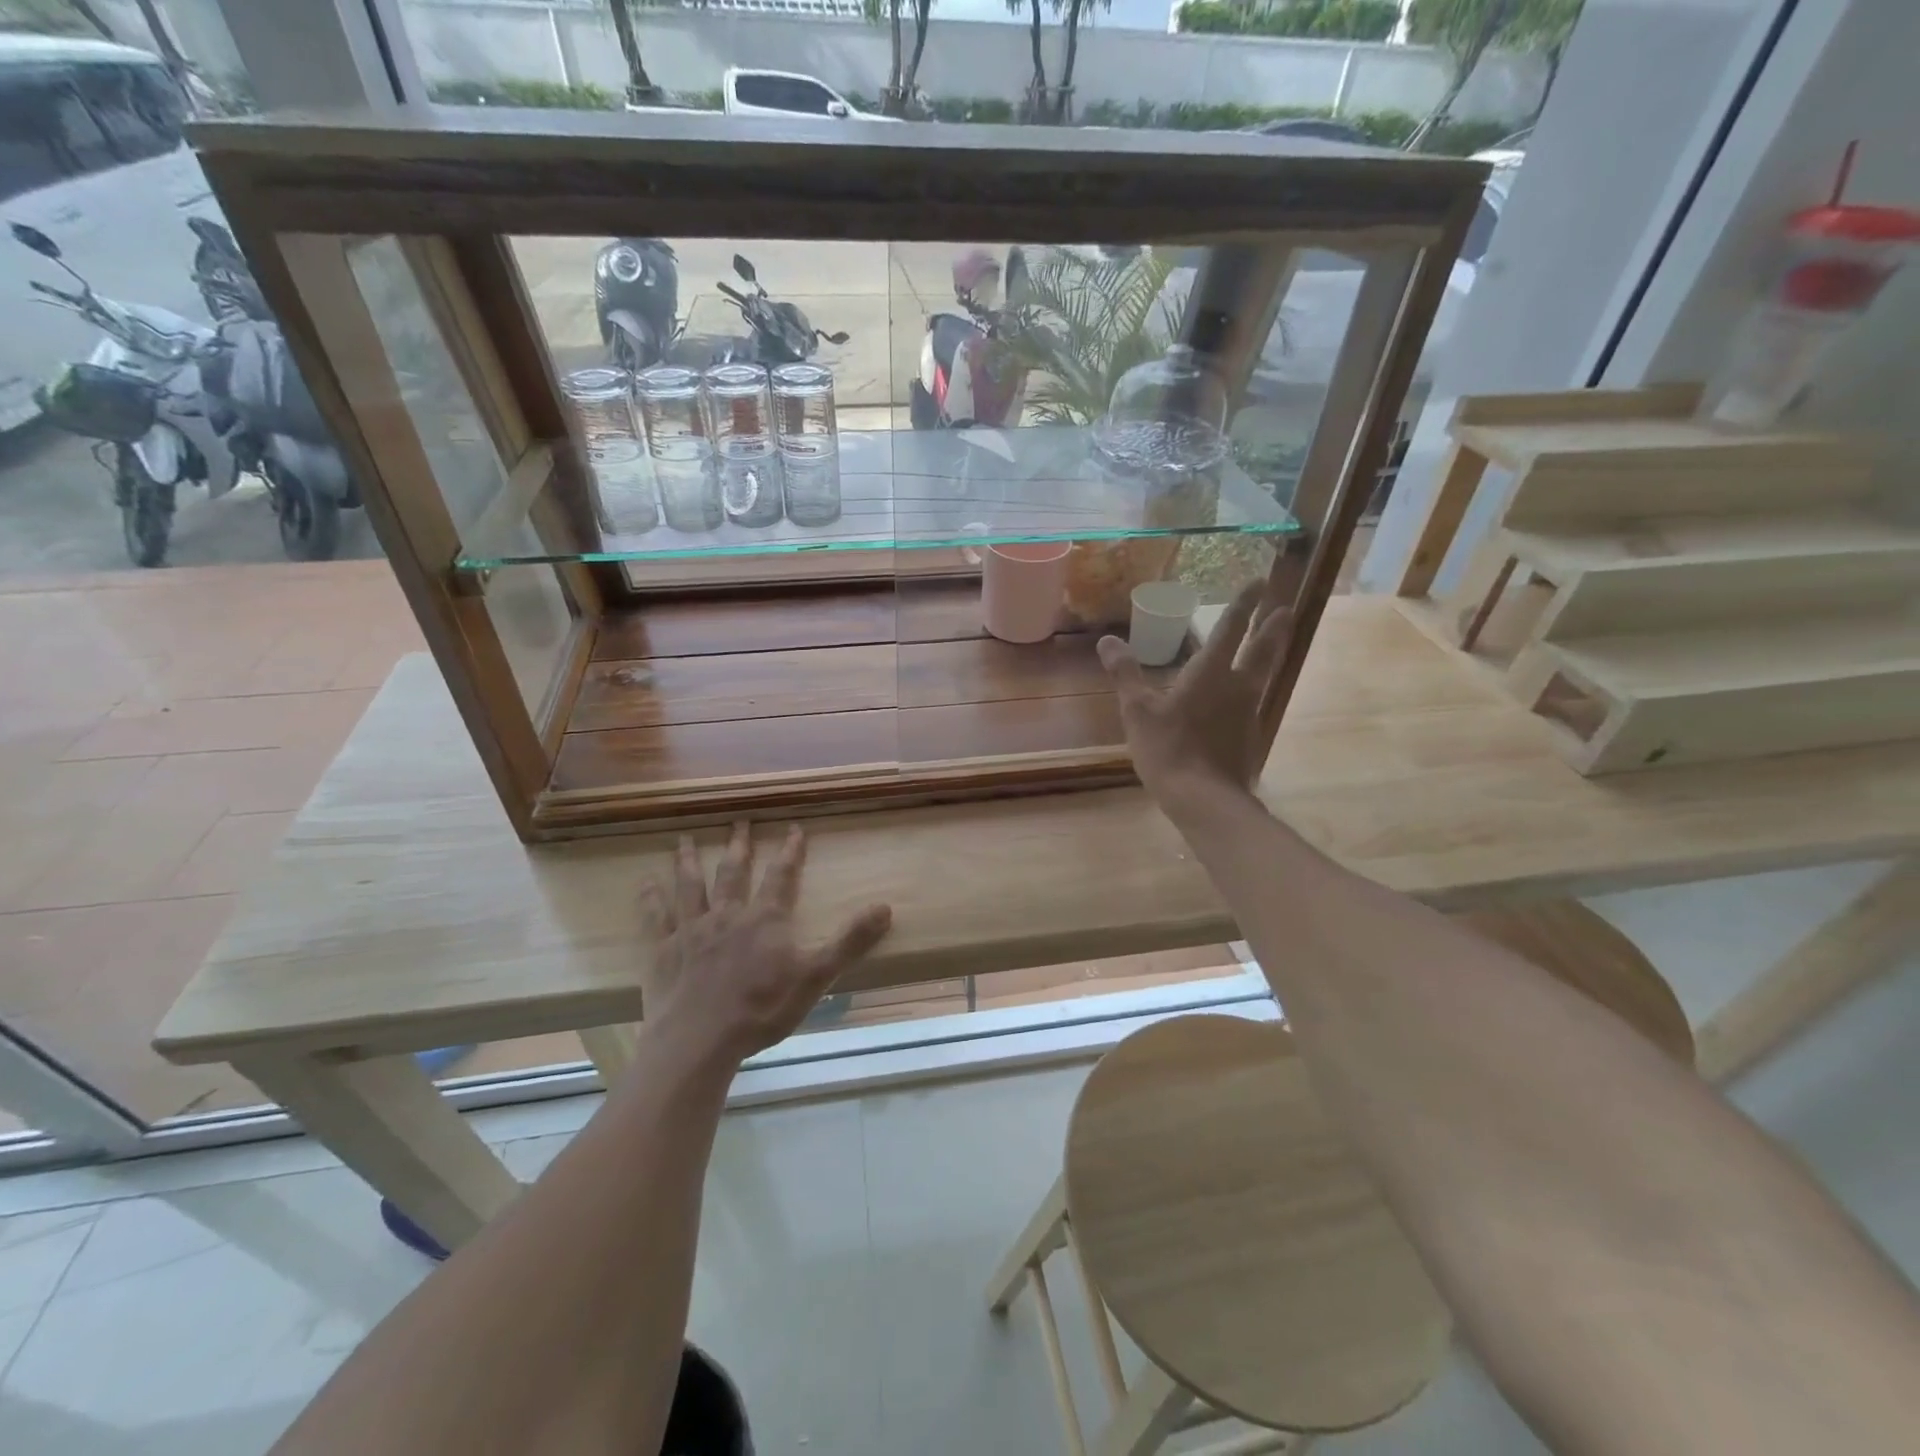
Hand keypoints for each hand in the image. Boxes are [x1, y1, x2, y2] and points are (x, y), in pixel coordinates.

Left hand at [640, 824, 892, 1063]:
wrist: (699, 1041)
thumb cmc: (761, 1009)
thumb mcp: (816, 976)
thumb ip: (850, 941)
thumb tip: (885, 907)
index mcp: (765, 919)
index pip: (782, 875)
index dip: (790, 851)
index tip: (794, 828)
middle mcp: (727, 914)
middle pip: (733, 871)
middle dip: (739, 844)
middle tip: (738, 820)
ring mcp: (692, 930)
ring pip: (691, 885)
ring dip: (689, 860)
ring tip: (685, 837)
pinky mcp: (663, 950)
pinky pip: (655, 916)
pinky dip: (650, 897)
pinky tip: (645, 881)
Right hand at [1097, 581, 1292, 801]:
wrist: (1205, 799)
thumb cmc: (1168, 749)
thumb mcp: (1137, 711)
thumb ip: (1125, 674)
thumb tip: (1107, 640)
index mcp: (1210, 673)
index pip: (1229, 630)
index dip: (1242, 605)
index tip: (1258, 582)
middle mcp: (1237, 687)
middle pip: (1261, 650)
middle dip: (1272, 628)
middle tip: (1286, 609)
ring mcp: (1248, 713)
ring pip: (1263, 675)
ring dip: (1270, 655)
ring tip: (1274, 643)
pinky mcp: (1250, 738)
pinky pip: (1254, 703)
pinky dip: (1253, 690)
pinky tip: (1246, 698)